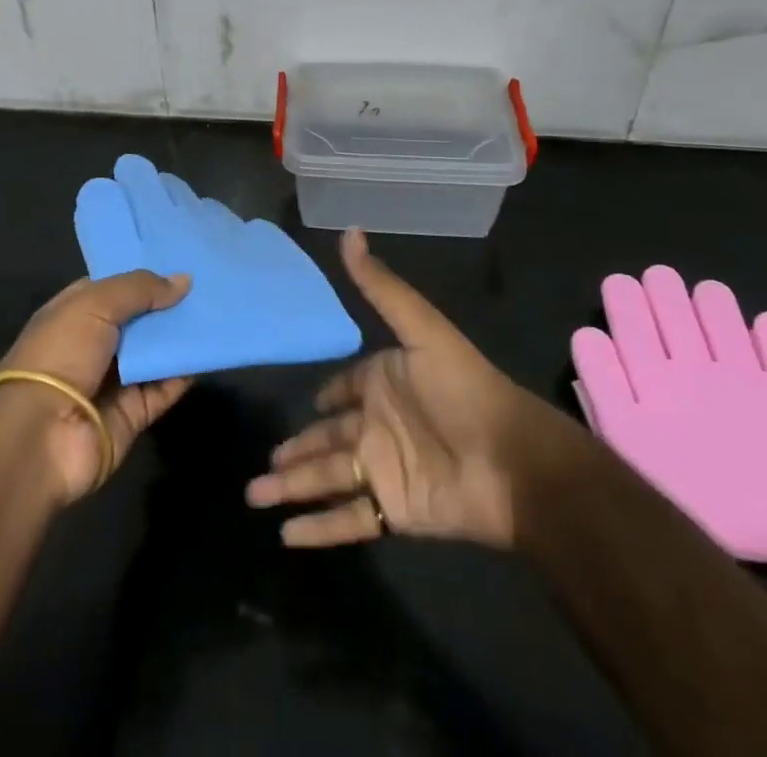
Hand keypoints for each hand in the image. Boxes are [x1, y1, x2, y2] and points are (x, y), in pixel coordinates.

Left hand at [0, 270, 193, 503]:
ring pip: (153, 354)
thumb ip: (139, 288)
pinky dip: (183, 375)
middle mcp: (92, 345)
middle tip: (208, 287)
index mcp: (73, 314)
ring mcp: (111, 382)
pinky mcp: (130, 415)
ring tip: (216, 315)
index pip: (112, 289)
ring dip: (179, 339)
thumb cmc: (60, 354)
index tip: (178, 263)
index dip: (142, 277)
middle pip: (137, 321)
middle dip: (167, 306)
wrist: (40, 436)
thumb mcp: (95, 304)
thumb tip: (183, 280)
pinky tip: (208, 354)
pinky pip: (163, 390)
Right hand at [246, 229, 551, 548]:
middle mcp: (378, 426)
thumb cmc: (464, 388)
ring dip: (291, 488)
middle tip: (261, 461)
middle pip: (325, 438)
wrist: (513, 462)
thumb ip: (381, 286)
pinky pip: (348, 521)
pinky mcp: (394, 512)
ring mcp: (384, 470)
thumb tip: (349, 230)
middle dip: (294, 449)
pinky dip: (319, 530)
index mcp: (383, 382)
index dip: (324, 397)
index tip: (302, 403)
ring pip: (326, 479)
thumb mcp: (420, 329)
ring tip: (253, 496)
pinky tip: (286, 537)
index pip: (343, 391)